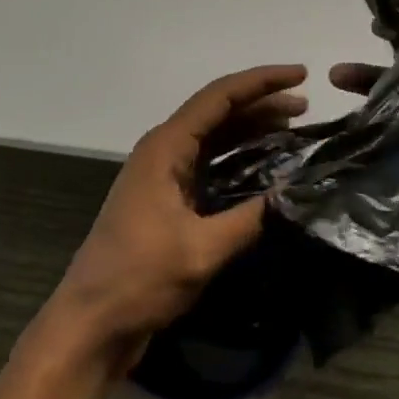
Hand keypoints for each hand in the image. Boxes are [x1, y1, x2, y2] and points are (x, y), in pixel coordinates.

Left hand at [43, 64, 309, 368]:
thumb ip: (252, 217)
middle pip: (217, 113)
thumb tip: (297, 192)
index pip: (219, 98)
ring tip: (294, 131)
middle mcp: (162, 152)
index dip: (262, 82)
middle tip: (306, 108)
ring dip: (251, 131)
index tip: (301, 75)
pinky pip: (209, 165)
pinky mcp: (167, 201)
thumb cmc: (140, 279)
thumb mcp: (202, 249)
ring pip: (214, 139)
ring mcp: (163, 176)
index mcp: (165, 148)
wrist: (92, 323)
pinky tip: (266, 168)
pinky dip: (239, 160)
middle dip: (261, 105)